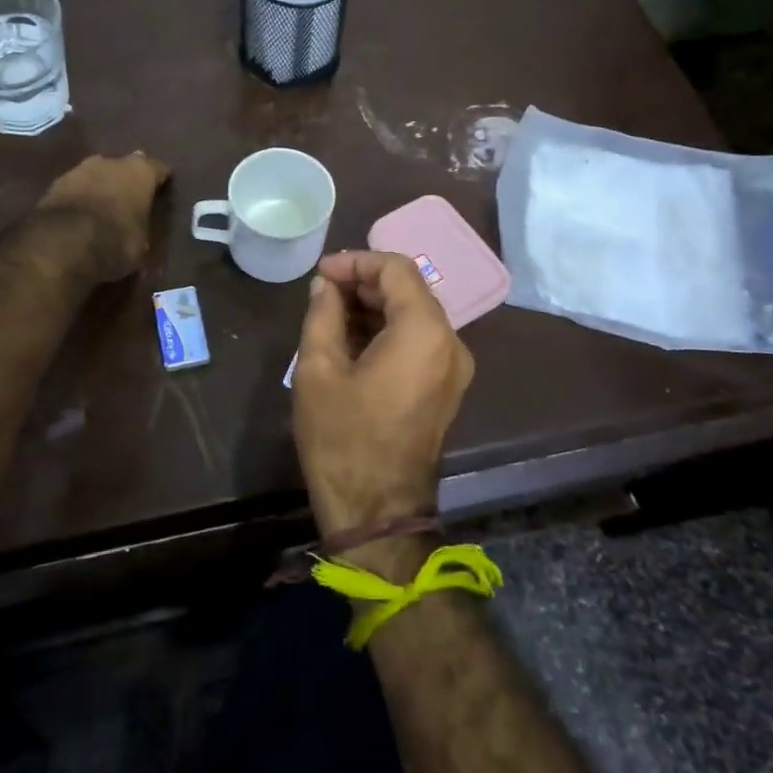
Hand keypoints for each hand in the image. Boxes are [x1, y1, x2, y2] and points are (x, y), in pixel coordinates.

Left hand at [37, 152, 170, 281]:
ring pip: (97, 174)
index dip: (161, 180)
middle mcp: (111, 162)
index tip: (162, 190)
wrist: (61, 245)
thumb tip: (139, 225)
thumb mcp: (142, 243)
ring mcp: (79, 170)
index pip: (158, 169)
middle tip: (131, 198)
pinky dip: (79, 198)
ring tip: (103, 206)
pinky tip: (80, 214)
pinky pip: (75, 189)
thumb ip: (142, 225)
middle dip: (127, 180)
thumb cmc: (115, 242)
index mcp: (140, 172)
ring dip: (100, 187)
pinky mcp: (54, 184)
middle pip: (124, 166)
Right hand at [292, 251, 473, 536]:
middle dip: (364, 283)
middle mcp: (451, 343)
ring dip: (374, 307)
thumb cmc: (342, 438)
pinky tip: (351, 340)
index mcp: (424, 332)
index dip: (355, 262)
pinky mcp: (446, 388)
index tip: (320, 274)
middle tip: (320, 292)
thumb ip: (322, 314)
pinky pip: (419, 342)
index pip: (396, 269)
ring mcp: (454, 368)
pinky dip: (388, 331)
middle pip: (409, 290)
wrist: (377, 510)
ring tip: (329, 315)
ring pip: (415, 315)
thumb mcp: (318, 369)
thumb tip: (325, 286)